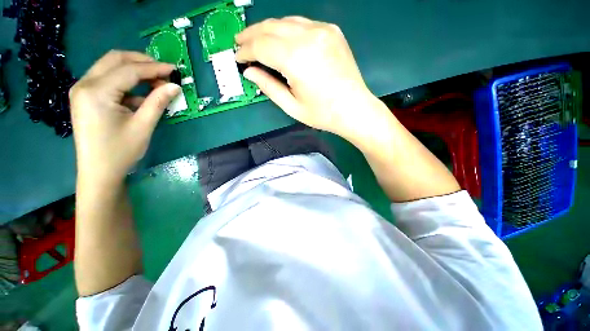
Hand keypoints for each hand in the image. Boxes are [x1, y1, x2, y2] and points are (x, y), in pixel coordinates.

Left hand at [69, 50, 179, 182]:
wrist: (98, 172)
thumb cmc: (120, 151)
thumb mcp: (143, 126)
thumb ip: (158, 102)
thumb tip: (175, 86)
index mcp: (97, 92)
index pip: (129, 70)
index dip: (154, 68)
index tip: (174, 69)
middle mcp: (85, 84)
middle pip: (115, 59)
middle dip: (142, 61)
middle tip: (164, 71)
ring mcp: (82, 89)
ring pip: (110, 66)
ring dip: (134, 70)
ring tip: (156, 81)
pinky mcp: (85, 97)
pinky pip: (107, 79)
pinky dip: (126, 81)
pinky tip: (141, 94)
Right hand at [235, 17, 375, 138]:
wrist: (354, 109)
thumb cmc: (322, 114)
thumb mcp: (291, 106)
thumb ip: (268, 86)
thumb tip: (249, 71)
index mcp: (296, 59)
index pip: (261, 46)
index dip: (246, 51)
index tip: (238, 58)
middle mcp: (308, 36)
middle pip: (270, 27)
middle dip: (251, 35)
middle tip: (240, 43)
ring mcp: (322, 30)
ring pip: (285, 21)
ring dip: (268, 30)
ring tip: (257, 40)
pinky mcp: (331, 31)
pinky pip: (302, 24)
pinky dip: (287, 30)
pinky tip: (282, 40)